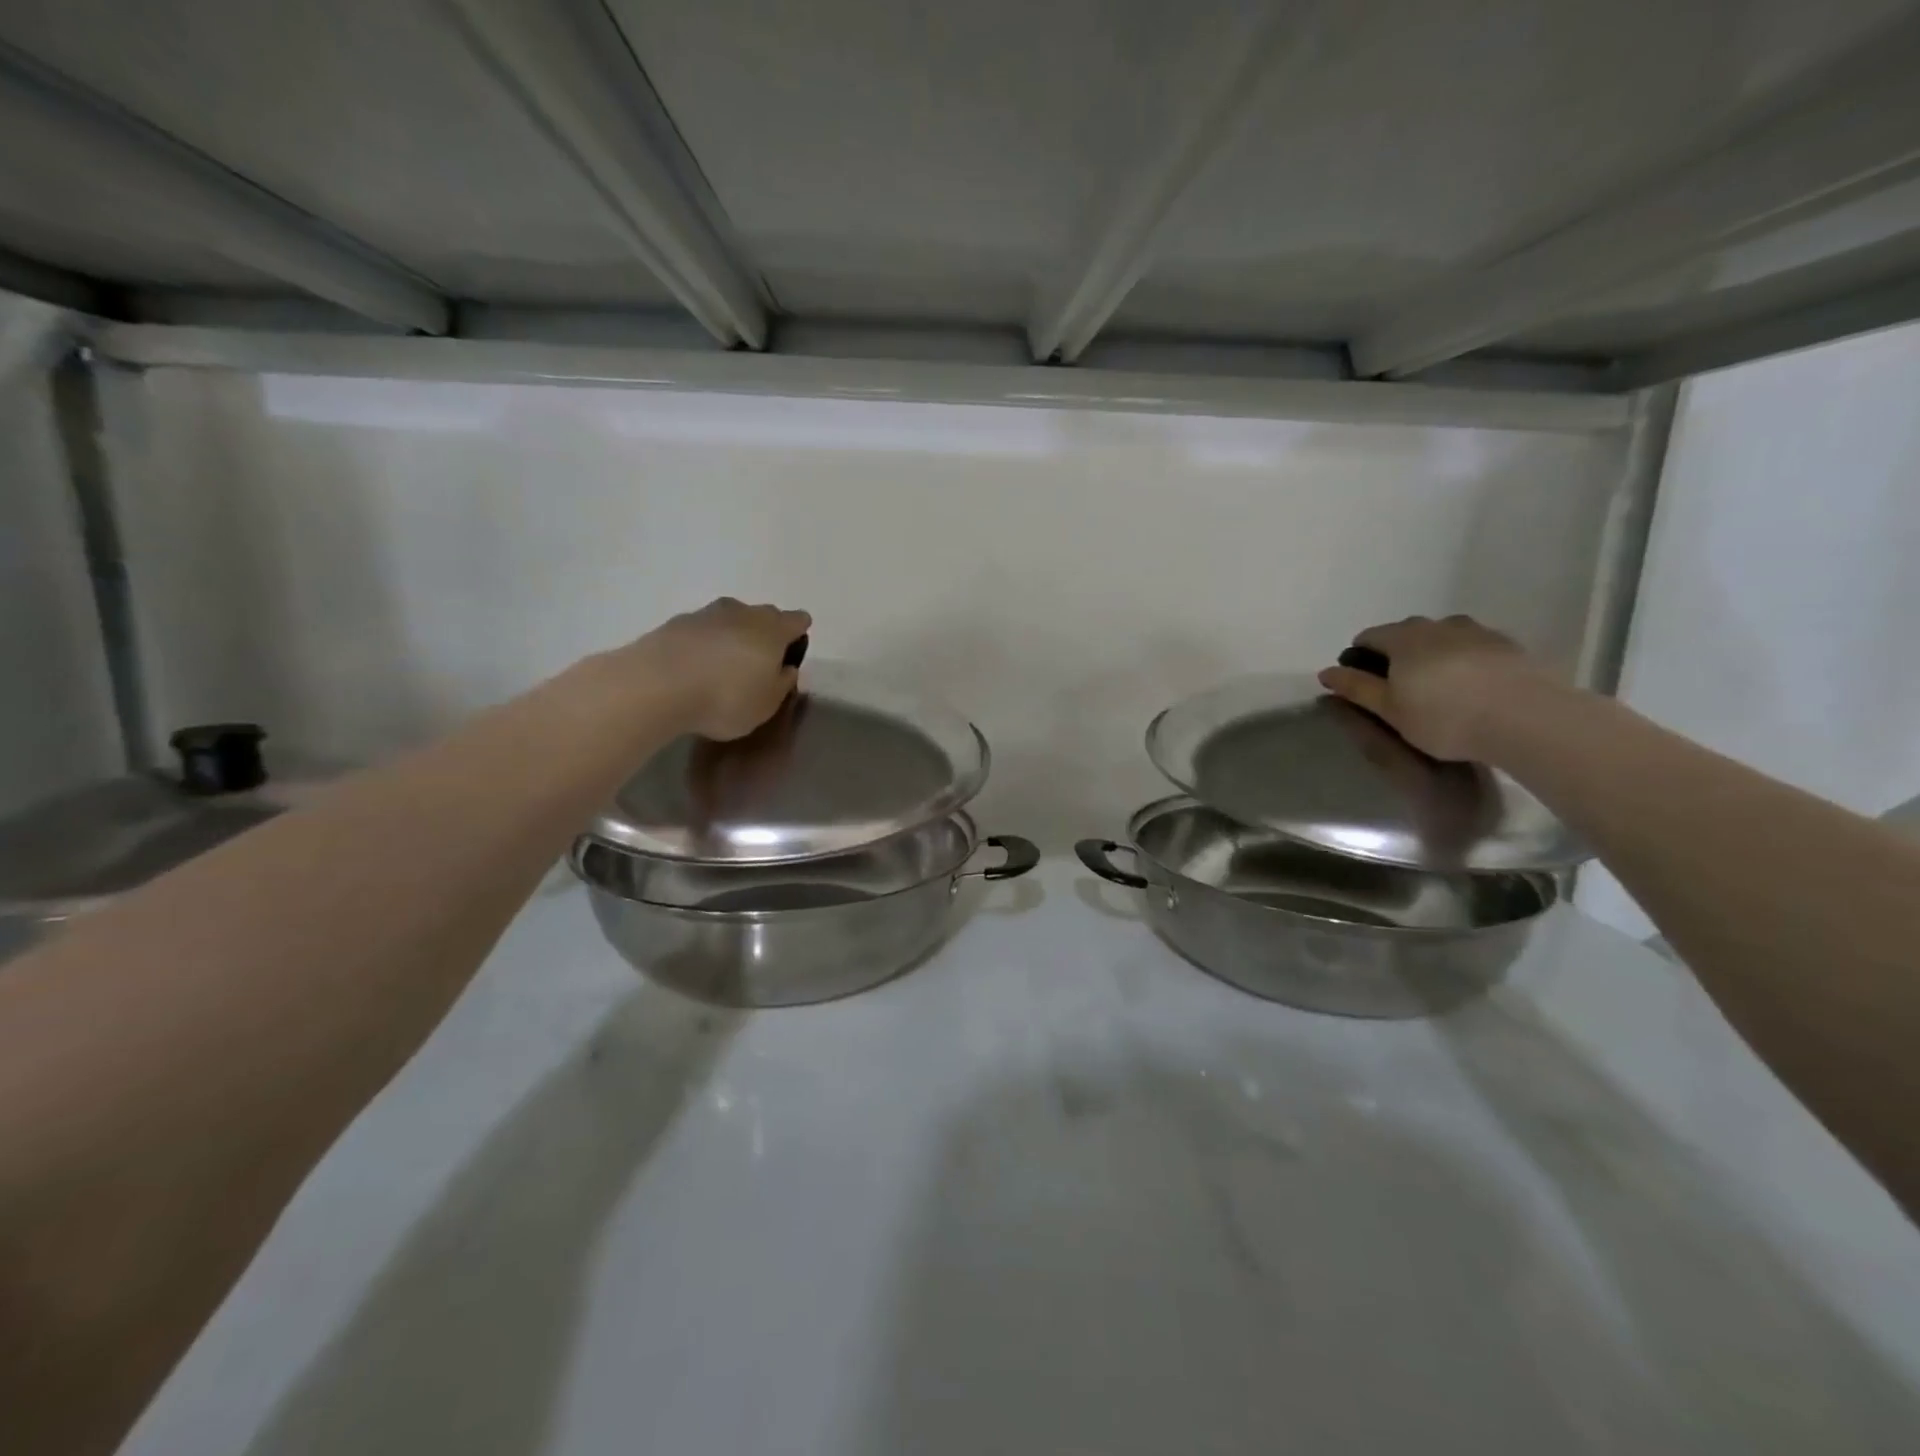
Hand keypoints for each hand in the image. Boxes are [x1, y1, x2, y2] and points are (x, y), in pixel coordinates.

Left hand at [627, 597, 811, 740]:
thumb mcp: (767, 705)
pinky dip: (703, 644)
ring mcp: (706, 613)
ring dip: (732, 637)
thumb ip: (782, 683)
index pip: (798, 620)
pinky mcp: (674, 623)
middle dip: (765, 634)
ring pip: (730, 620)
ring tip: (723, 667)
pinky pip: (701, 631)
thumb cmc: (725, 698)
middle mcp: (743, 612)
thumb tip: (786, 668)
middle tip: (758, 665)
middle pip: (764, 615)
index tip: (791, 656)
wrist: (657, 685)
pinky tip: (695, 668)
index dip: (798, 635)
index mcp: (773, 629)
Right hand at [1317, 614, 1547, 761]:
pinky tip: (1471, 685)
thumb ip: (1356, 688)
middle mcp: (1438, 625)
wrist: (1527, 718)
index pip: (1369, 636)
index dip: (1359, 656)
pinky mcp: (1509, 646)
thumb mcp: (1389, 709)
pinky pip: (1474, 646)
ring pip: (1443, 635)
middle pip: (1406, 631)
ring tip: (1437, 684)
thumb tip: (1326, 672)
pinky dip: (1464, 659)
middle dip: (1395, 652)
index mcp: (1403, 638)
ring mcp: (1477, 632)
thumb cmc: (1444, 717)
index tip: (1362, 682)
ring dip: (1432, 652)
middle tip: (1398, 687)